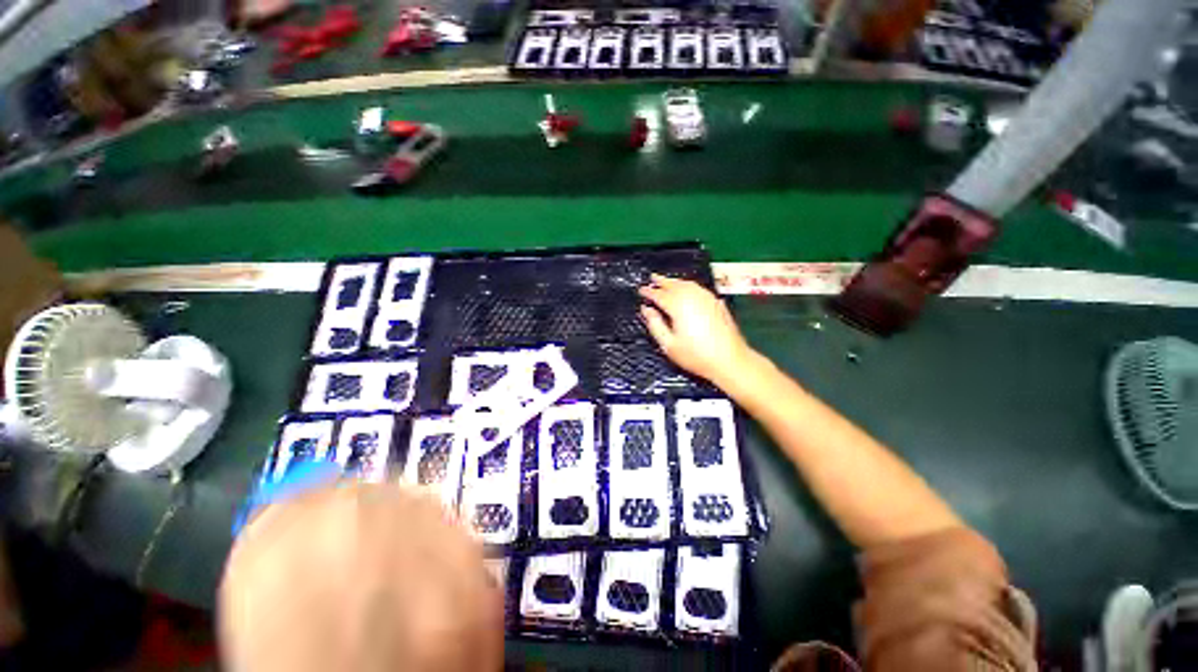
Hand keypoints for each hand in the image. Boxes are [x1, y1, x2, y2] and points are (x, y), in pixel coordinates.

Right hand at [638, 274, 753, 385]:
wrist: (730, 360)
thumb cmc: (696, 356)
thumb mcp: (669, 344)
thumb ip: (655, 324)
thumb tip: (646, 309)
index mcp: (678, 306)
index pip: (659, 294)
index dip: (649, 292)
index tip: (641, 290)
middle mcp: (692, 297)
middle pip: (674, 284)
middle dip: (662, 281)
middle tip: (652, 277)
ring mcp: (707, 298)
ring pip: (688, 284)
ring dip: (675, 281)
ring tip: (667, 281)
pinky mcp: (716, 302)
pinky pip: (698, 288)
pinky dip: (688, 285)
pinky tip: (687, 289)